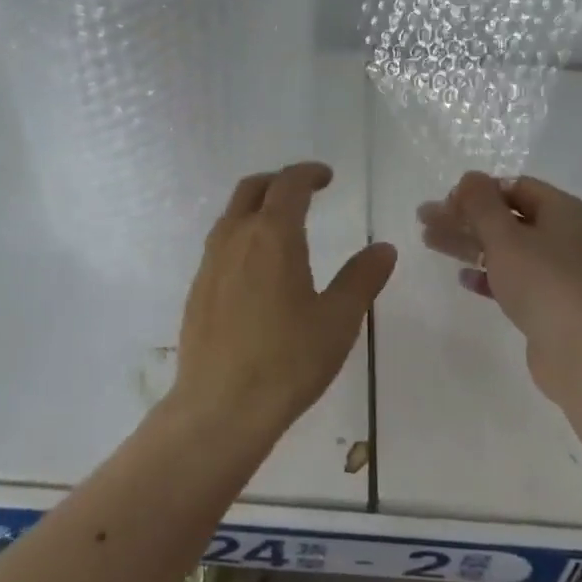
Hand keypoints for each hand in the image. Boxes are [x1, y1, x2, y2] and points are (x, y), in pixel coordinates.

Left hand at [169, 163, 396, 443]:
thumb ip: (362, 278)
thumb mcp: (338, 320)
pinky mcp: (198, 288)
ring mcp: (210, 262)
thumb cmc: (287, 361)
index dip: (309, 173)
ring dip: (257, 205)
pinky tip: (257, 266)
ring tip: (281, 225)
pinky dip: (241, 233)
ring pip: (232, 213)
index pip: (289, 184)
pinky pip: (220, 242)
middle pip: (253, 188)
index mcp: (273, 235)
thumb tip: (384, 248)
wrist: (219, 408)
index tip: (327, 177)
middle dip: (280, 181)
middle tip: (305, 192)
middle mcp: (236, 237)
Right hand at [419, 172, 581, 400]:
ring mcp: (559, 270)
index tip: (446, 202)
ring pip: (506, 247)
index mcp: (563, 210)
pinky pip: (514, 278)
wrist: (580, 352)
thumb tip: (469, 177)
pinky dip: (488, 273)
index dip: (478, 191)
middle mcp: (565, 235)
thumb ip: (481, 203)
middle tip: (425, 220)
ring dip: (468, 243)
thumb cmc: (542, 282)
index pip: (515, 186)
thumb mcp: (504, 236)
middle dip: (464, 217)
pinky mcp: (551, 302)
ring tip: (429, 242)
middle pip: (506, 217)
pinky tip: (463, 277)